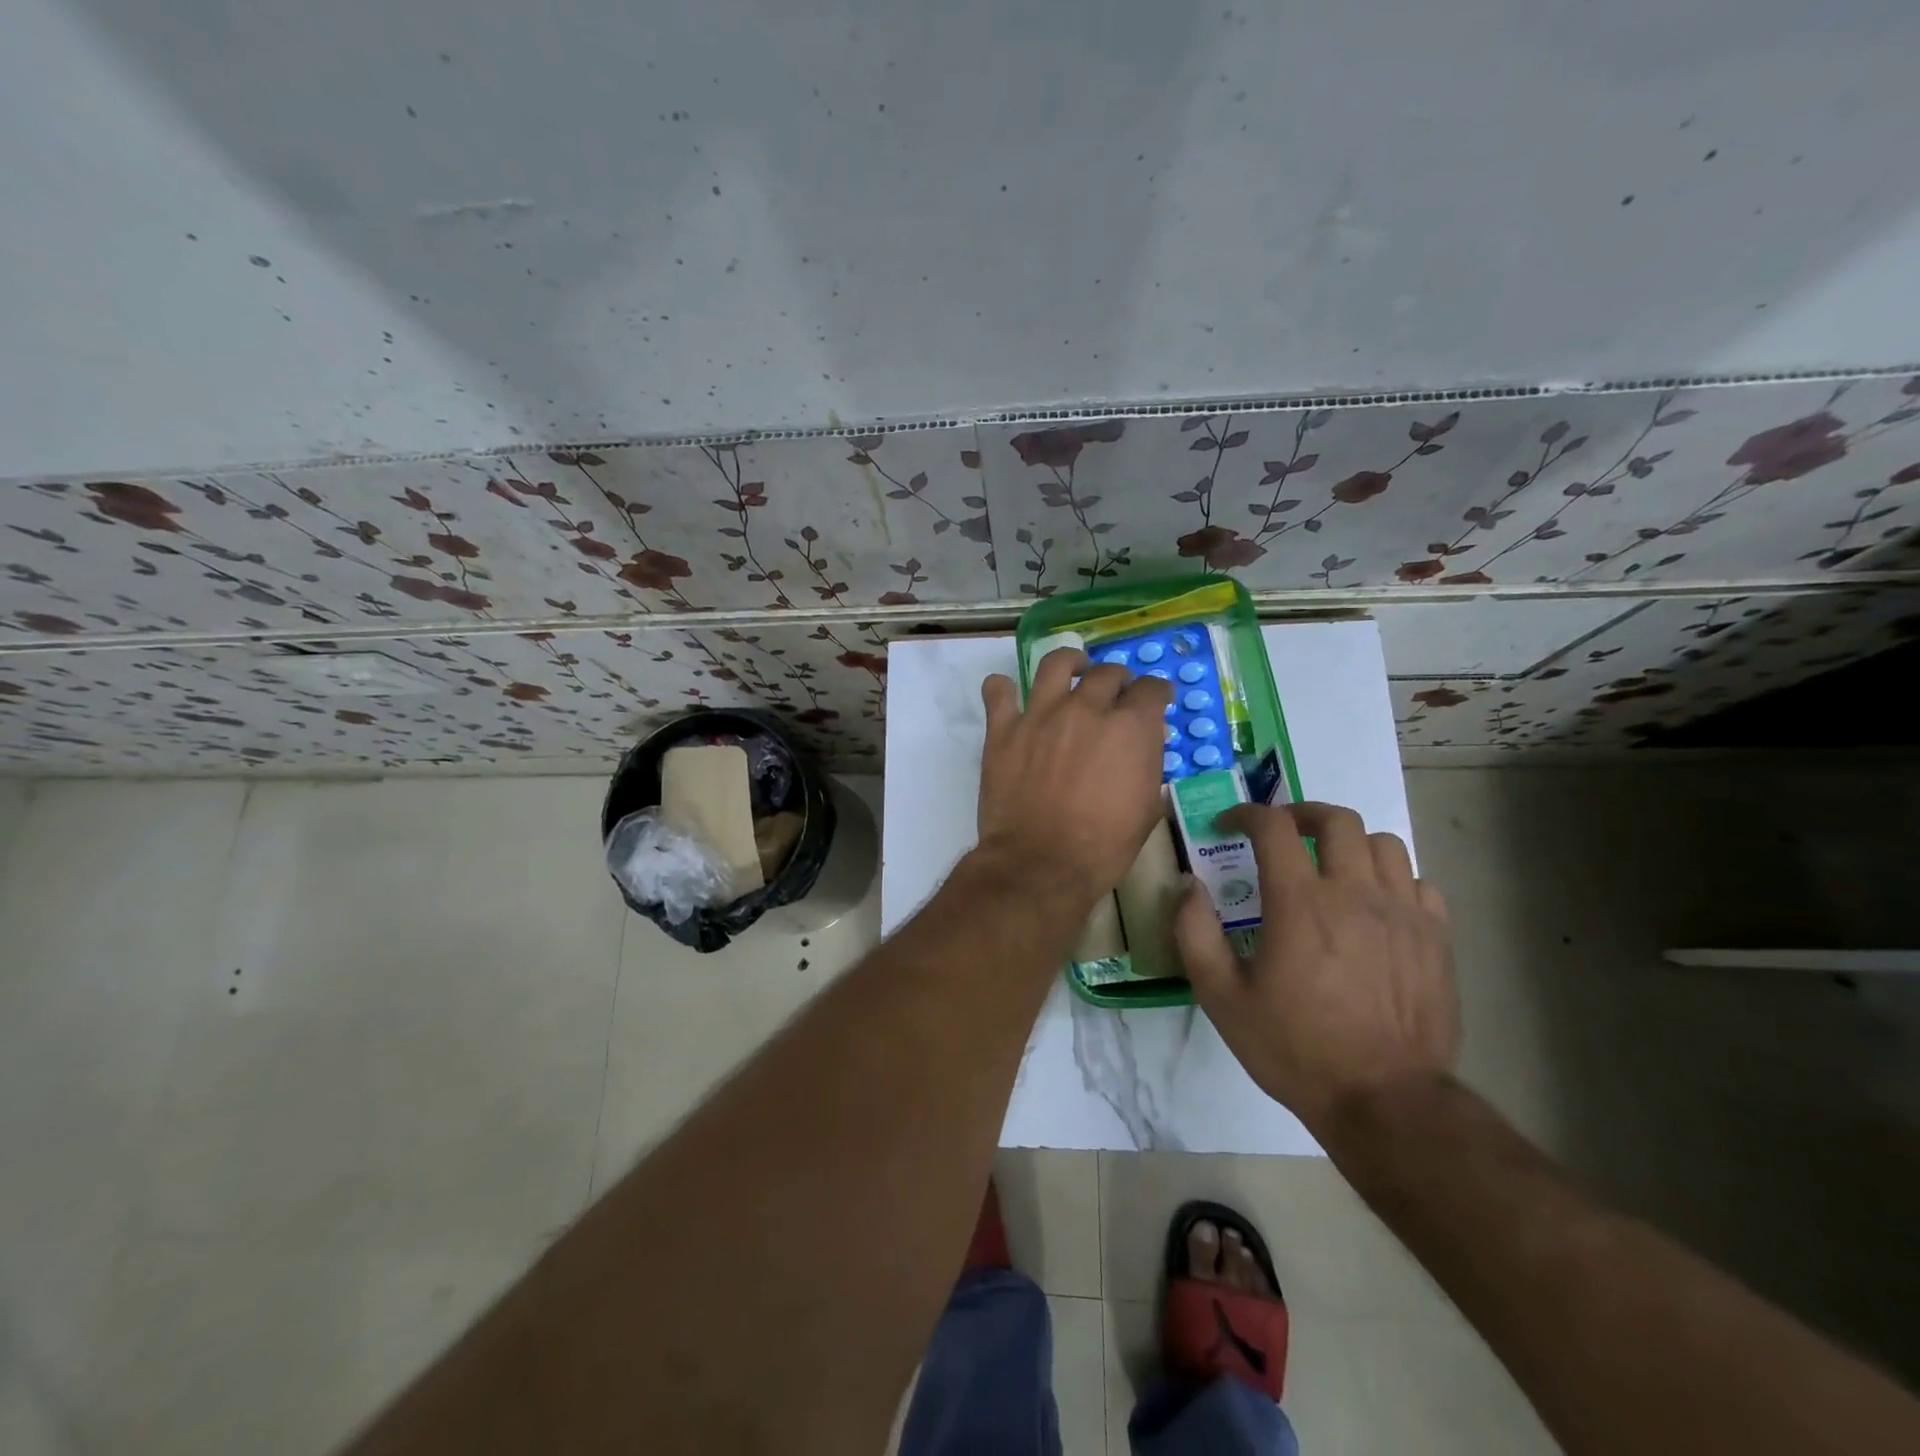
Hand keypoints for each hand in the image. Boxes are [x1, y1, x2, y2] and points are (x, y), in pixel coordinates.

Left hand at [976, 647, 1172, 905]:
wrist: (1041, 863)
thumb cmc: (1103, 845)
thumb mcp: (1146, 809)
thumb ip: (1147, 767)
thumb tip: (1143, 747)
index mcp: (1130, 726)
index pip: (1151, 689)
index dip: (1156, 693)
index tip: (1156, 700)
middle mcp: (1087, 708)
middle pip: (1107, 673)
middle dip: (1117, 680)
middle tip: (1115, 693)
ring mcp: (1041, 714)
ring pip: (1056, 664)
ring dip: (1069, 662)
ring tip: (1072, 669)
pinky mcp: (1004, 729)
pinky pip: (998, 692)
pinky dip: (1002, 688)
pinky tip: (1008, 692)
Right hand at [1175, 801, 1458, 1134]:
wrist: (1386, 1102)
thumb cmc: (1295, 1048)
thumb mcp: (1222, 997)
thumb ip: (1195, 932)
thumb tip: (1187, 885)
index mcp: (1300, 903)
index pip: (1273, 826)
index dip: (1246, 814)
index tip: (1229, 825)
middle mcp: (1355, 894)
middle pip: (1336, 819)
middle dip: (1301, 813)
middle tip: (1281, 833)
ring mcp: (1404, 913)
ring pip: (1383, 843)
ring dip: (1349, 843)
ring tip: (1330, 866)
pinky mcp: (1437, 938)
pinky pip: (1418, 882)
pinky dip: (1392, 878)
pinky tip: (1375, 904)